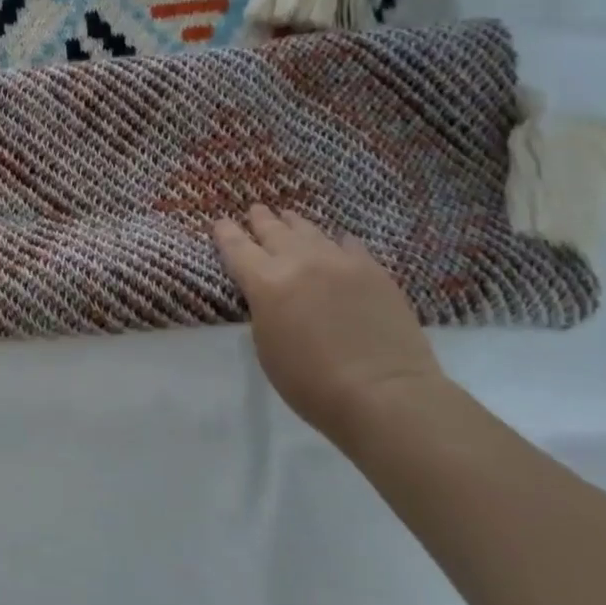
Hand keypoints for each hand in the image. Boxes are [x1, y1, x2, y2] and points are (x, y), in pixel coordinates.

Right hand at [213, 205, 444, 444]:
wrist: (385, 394)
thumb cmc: (311, 382)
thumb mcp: (266, 346)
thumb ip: (264, 309)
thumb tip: (270, 294)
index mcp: (265, 281)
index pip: (236, 246)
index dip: (225, 232)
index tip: (220, 222)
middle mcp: (299, 261)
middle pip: (273, 230)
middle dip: (260, 220)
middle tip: (255, 210)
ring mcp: (339, 262)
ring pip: (309, 230)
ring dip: (294, 224)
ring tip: (288, 217)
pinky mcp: (373, 271)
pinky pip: (348, 244)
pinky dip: (335, 241)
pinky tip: (336, 242)